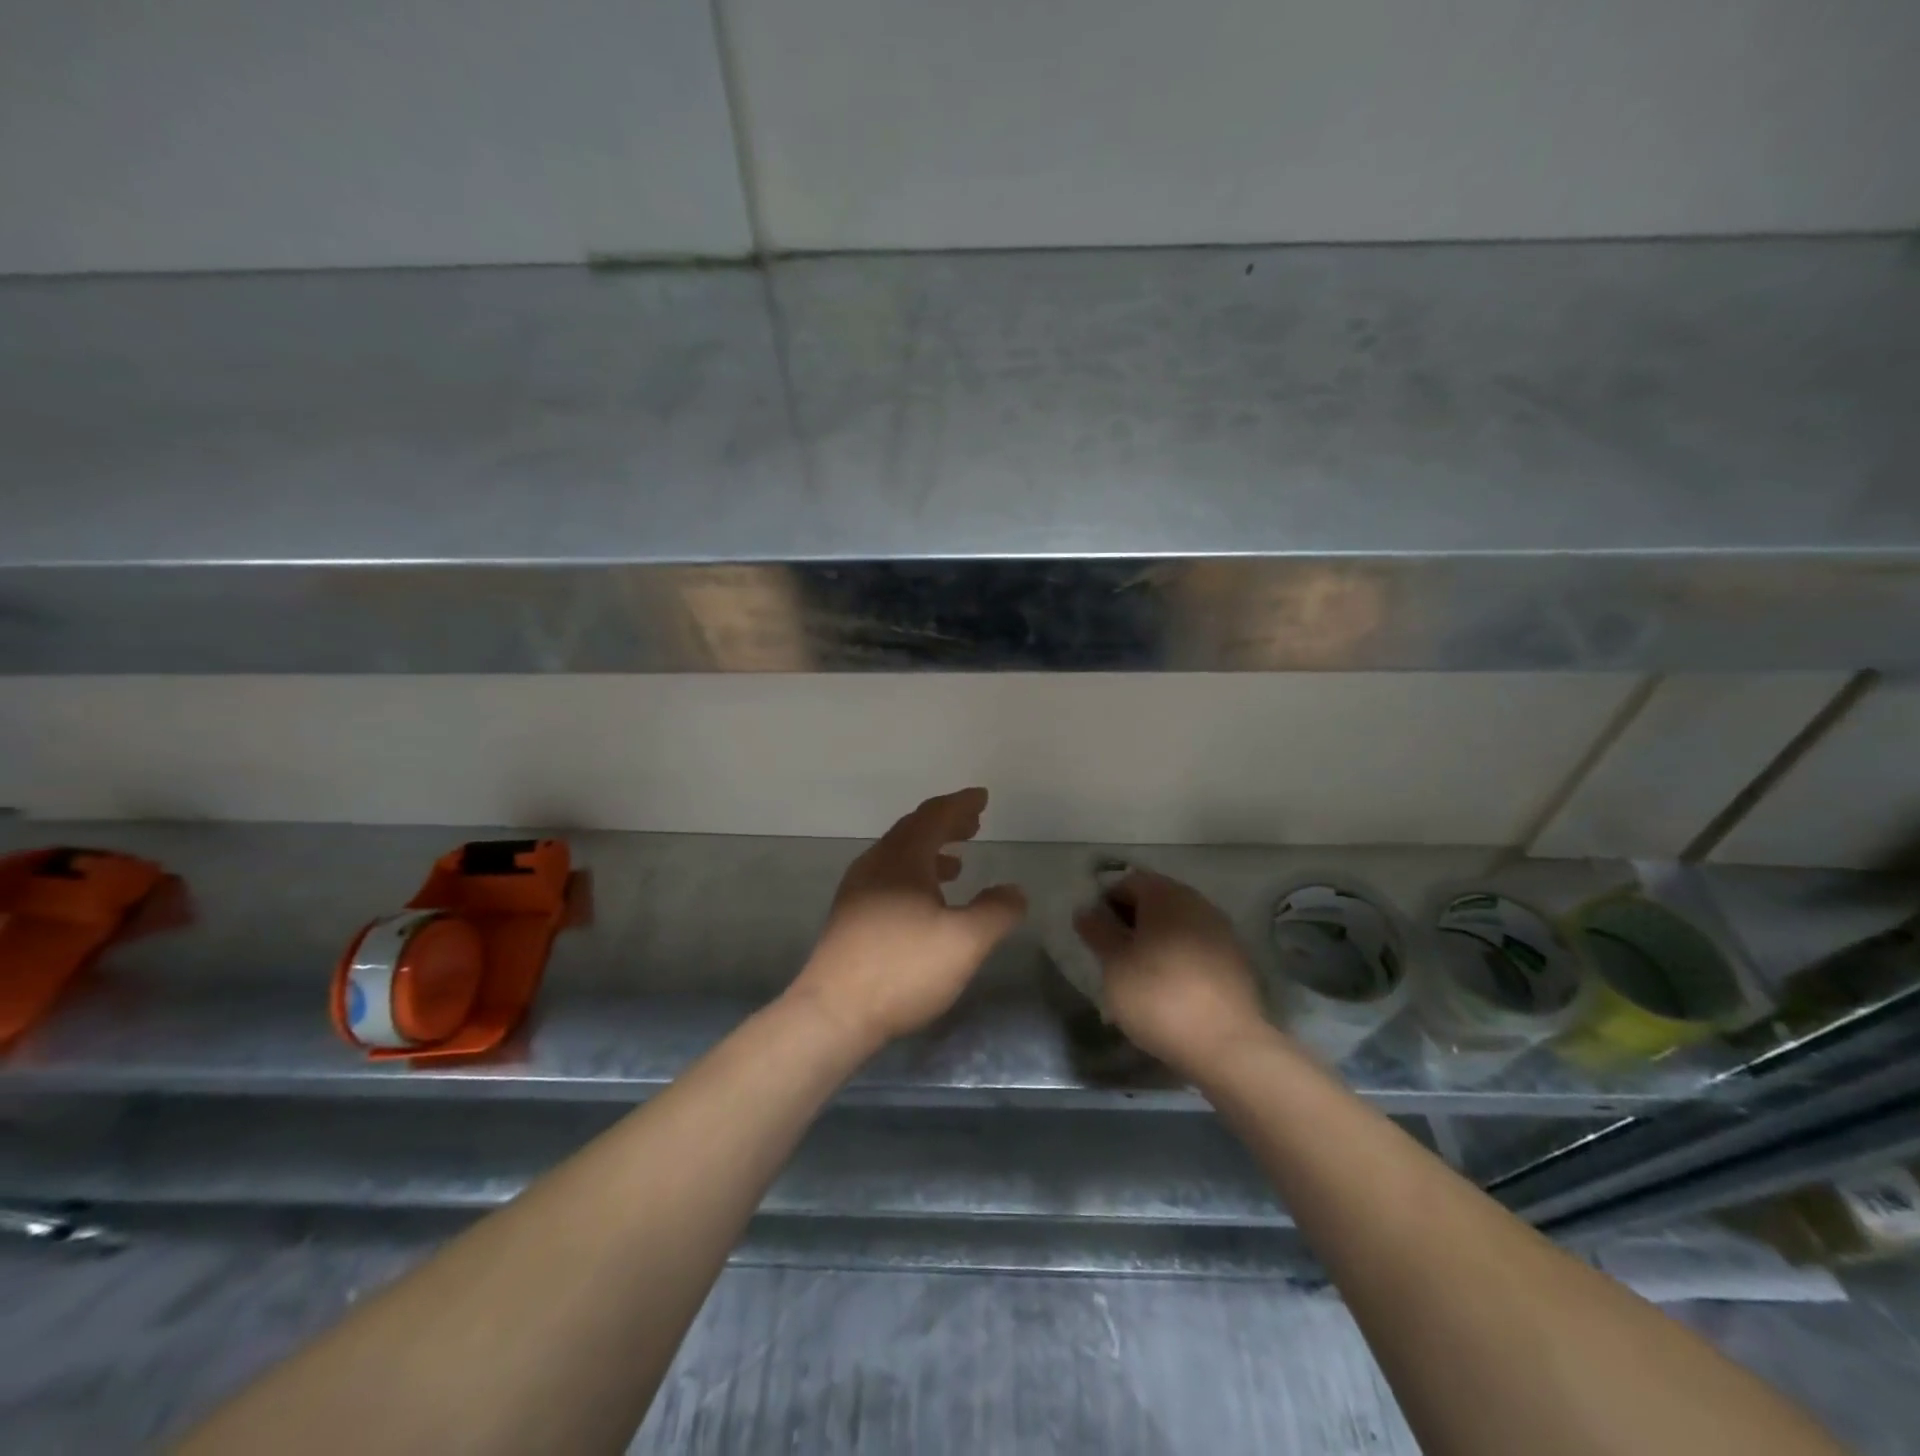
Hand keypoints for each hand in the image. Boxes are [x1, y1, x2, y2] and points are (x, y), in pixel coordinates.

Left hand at [786, 788, 1027, 1052]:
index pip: (934, 816)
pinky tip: (926, 902)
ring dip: (931, 850)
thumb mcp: (965, 941)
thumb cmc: (903, 968)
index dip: (961, 804)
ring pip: (899, 855)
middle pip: (914, 830)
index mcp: (902, 858)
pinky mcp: (850, 917)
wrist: (834, 1012)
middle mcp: (876, 864)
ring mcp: (858, 890)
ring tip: (958, 862)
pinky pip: (889, 877)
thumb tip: (1014, 890)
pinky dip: (915, 874)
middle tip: (974, 823)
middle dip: (946, 824)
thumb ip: (996, 911)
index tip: (982, 797)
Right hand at [1074, 869, 1270, 1073]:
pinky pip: (1197, 948)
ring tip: (1139, 978)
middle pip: (1155, 902)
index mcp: (1166, 894)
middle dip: (1131, 923)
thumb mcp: (1114, 963)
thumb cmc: (1158, 995)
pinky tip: (1170, 991)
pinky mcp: (1236, 961)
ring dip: (1155, 942)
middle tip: (1114, 957)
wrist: (1226, 1044)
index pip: (1128, 882)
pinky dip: (1179, 960)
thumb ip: (1097, 931)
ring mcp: (1222, 931)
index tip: (1096, 936)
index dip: (1106, 904)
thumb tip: (1087, 909)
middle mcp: (1197, 902)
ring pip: (1177, 926)